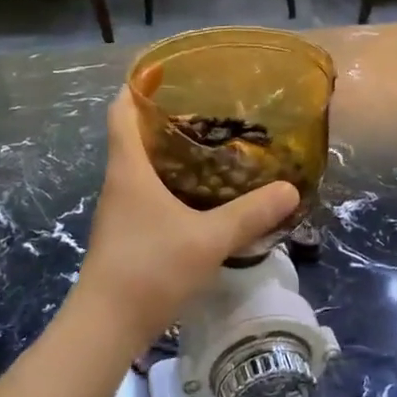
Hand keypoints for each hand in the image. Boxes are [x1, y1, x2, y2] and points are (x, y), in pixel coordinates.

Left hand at [74, 88, 299, 343]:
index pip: (121, 112)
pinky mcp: (127, 236)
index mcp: (129, 170)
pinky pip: (148, 195)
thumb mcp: (209, 239)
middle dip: (165, 120)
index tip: (163, 71)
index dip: (137, 88)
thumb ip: (250, 214)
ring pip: (142, 168)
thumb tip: (290, 190)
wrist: (107, 325)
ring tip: (213, 149)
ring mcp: (120, 212)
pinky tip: (201, 197)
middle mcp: (120, 184)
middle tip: (209, 113)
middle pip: (134, 137)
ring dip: (170, 154)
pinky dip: (171, 185)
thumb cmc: (151, 269)